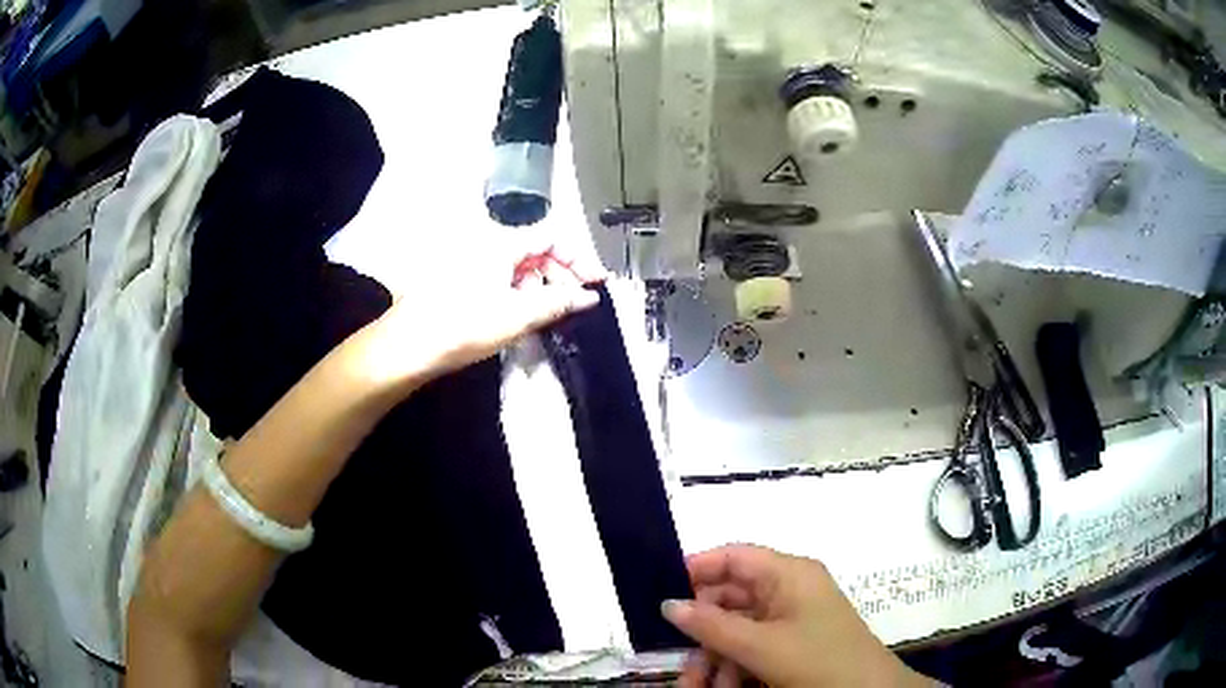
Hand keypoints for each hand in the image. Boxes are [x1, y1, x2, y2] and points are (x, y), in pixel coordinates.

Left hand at [336, 231, 605, 398]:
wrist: (407, 346)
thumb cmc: (463, 326)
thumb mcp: (517, 315)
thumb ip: (558, 302)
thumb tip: (589, 296)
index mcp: (501, 243)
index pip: (551, 238)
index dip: (578, 259)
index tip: (596, 283)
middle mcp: (484, 244)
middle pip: (534, 251)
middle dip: (558, 276)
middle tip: (572, 305)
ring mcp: (468, 262)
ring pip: (515, 267)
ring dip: (536, 287)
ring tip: (542, 317)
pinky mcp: (457, 280)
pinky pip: (497, 278)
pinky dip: (515, 294)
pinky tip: (516, 318)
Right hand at [663, 545, 929, 687]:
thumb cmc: (817, 660)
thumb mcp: (760, 646)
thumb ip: (711, 625)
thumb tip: (667, 604)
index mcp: (788, 573)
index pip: (734, 555)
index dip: (697, 568)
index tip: (662, 593)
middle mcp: (790, 588)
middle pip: (732, 597)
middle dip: (703, 629)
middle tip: (677, 657)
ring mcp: (793, 617)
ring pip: (739, 627)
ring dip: (715, 656)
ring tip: (698, 685)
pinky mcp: (794, 642)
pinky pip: (753, 646)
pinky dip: (735, 665)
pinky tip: (723, 687)